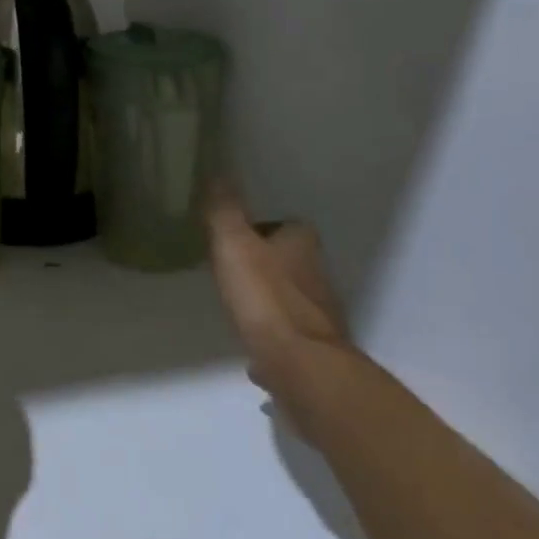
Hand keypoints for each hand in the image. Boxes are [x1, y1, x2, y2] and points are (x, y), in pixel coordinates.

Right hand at [206, 192, 347, 394]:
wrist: (302, 370)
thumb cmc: (266, 298)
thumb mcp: (234, 244)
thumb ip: (225, 209)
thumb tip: (218, 169)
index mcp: (302, 247)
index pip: (288, 226)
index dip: (264, 227)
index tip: (237, 232)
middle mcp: (318, 278)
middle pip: (291, 262)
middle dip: (266, 263)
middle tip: (232, 266)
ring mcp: (319, 319)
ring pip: (291, 300)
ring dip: (270, 300)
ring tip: (238, 304)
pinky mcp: (314, 354)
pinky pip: (288, 338)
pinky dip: (272, 338)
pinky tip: (252, 347)